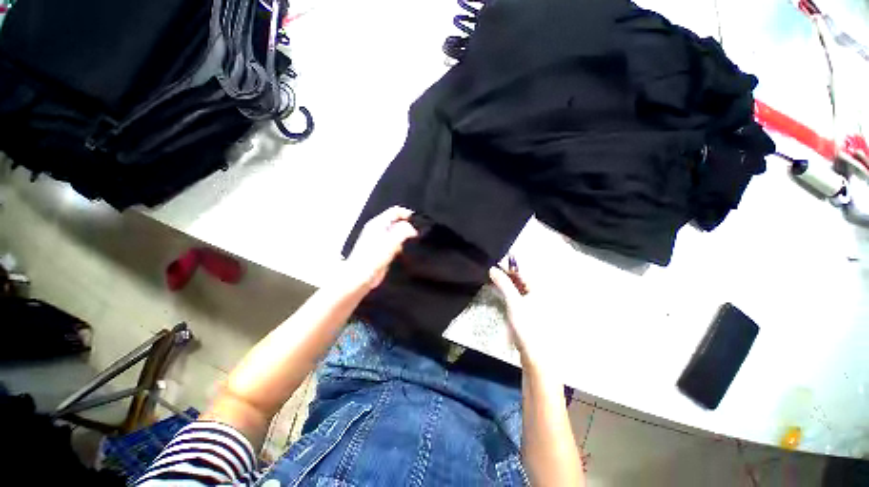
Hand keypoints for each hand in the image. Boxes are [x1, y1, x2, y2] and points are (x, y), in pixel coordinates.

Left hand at [345, 206, 417, 290]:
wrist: (360, 278)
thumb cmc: (371, 259)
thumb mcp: (391, 241)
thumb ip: (404, 231)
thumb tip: (413, 229)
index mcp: (378, 223)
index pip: (395, 211)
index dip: (408, 214)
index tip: (418, 222)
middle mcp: (378, 230)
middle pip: (397, 222)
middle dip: (408, 226)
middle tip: (418, 233)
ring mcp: (380, 241)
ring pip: (397, 234)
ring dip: (406, 238)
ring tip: (414, 243)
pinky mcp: (383, 252)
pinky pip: (396, 245)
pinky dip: (402, 247)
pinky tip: (406, 253)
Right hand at [489, 264, 550, 371]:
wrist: (535, 354)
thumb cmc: (527, 325)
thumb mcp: (513, 302)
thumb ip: (503, 283)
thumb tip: (492, 268)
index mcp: (539, 288)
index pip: (522, 270)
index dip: (508, 265)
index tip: (494, 261)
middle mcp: (539, 293)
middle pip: (520, 278)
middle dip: (506, 273)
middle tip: (491, 269)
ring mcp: (534, 303)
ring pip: (518, 287)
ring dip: (506, 282)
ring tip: (492, 278)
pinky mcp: (528, 312)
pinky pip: (517, 296)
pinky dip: (508, 292)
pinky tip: (499, 290)